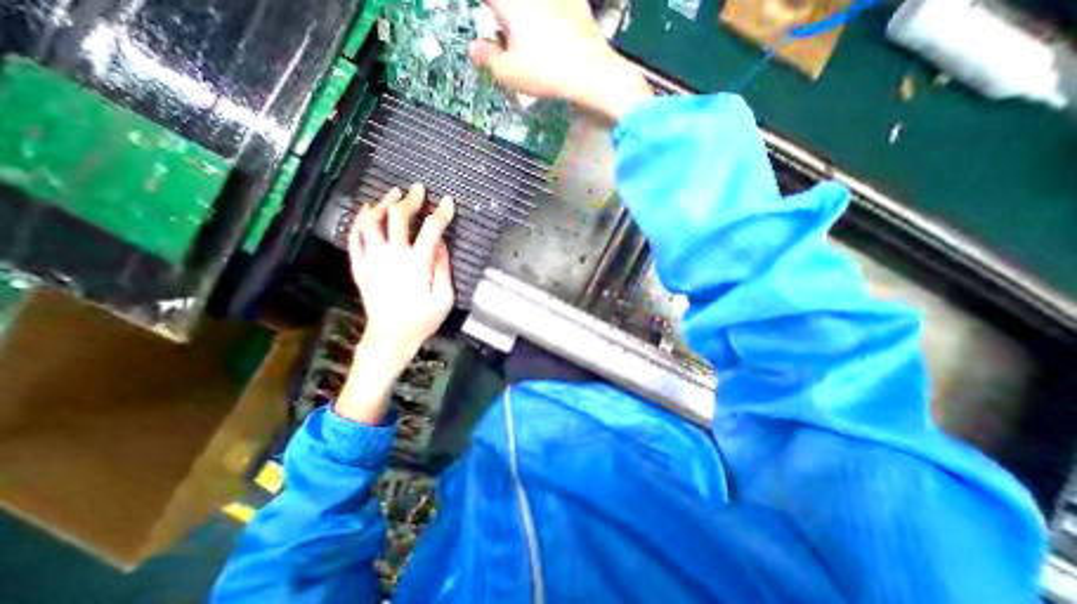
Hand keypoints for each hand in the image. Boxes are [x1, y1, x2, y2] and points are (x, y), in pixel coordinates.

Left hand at [352, 183, 456, 353]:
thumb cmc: (422, 321)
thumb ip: (443, 268)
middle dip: (410, 200)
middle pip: (397, 218)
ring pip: (371, 223)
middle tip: (418, 190)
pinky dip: (359, 222)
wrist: (390, 338)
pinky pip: (355, 239)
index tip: (448, 202)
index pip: (431, 229)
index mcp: (418, 264)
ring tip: (392, 194)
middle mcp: (393, 257)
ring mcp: (373, 261)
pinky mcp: (361, 269)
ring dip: (382, 204)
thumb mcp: (444, 298)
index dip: (442, 213)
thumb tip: (441, 244)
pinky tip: (365, 212)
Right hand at [473, 0, 656, 120]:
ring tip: (526, 40)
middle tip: (504, 28)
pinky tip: (552, 32)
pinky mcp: (574, 1)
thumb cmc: (546, 73)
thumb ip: (488, 60)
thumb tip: (474, 49)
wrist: (590, 70)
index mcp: (511, 3)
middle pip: (510, 5)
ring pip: (531, 6)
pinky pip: (554, 7)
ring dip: (524, 15)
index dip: (487, 11)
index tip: (487, 20)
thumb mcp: (510, 75)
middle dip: (504, 16)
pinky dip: (548, 15)